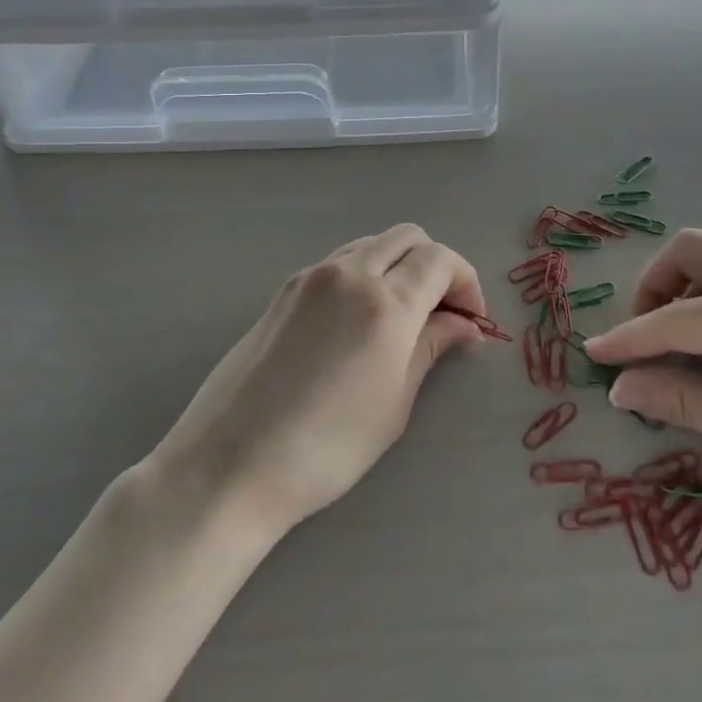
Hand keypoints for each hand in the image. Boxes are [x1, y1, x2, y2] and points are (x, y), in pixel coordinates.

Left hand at [158, 224, 485, 535]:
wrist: (230, 463)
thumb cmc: (327, 447)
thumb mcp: (394, 402)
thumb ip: (431, 348)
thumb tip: (464, 325)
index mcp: (385, 302)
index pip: (440, 260)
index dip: (466, 283)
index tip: (472, 320)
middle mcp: (348, 273)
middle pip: (408, 237)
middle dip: (436, 266)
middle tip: (442, 313)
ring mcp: (310, 277)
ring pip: (372, 245)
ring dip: (399, 266)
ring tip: (403, 317)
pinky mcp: (284, 291)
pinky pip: (340, 263)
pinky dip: (366, 275)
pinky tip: (360, 322)